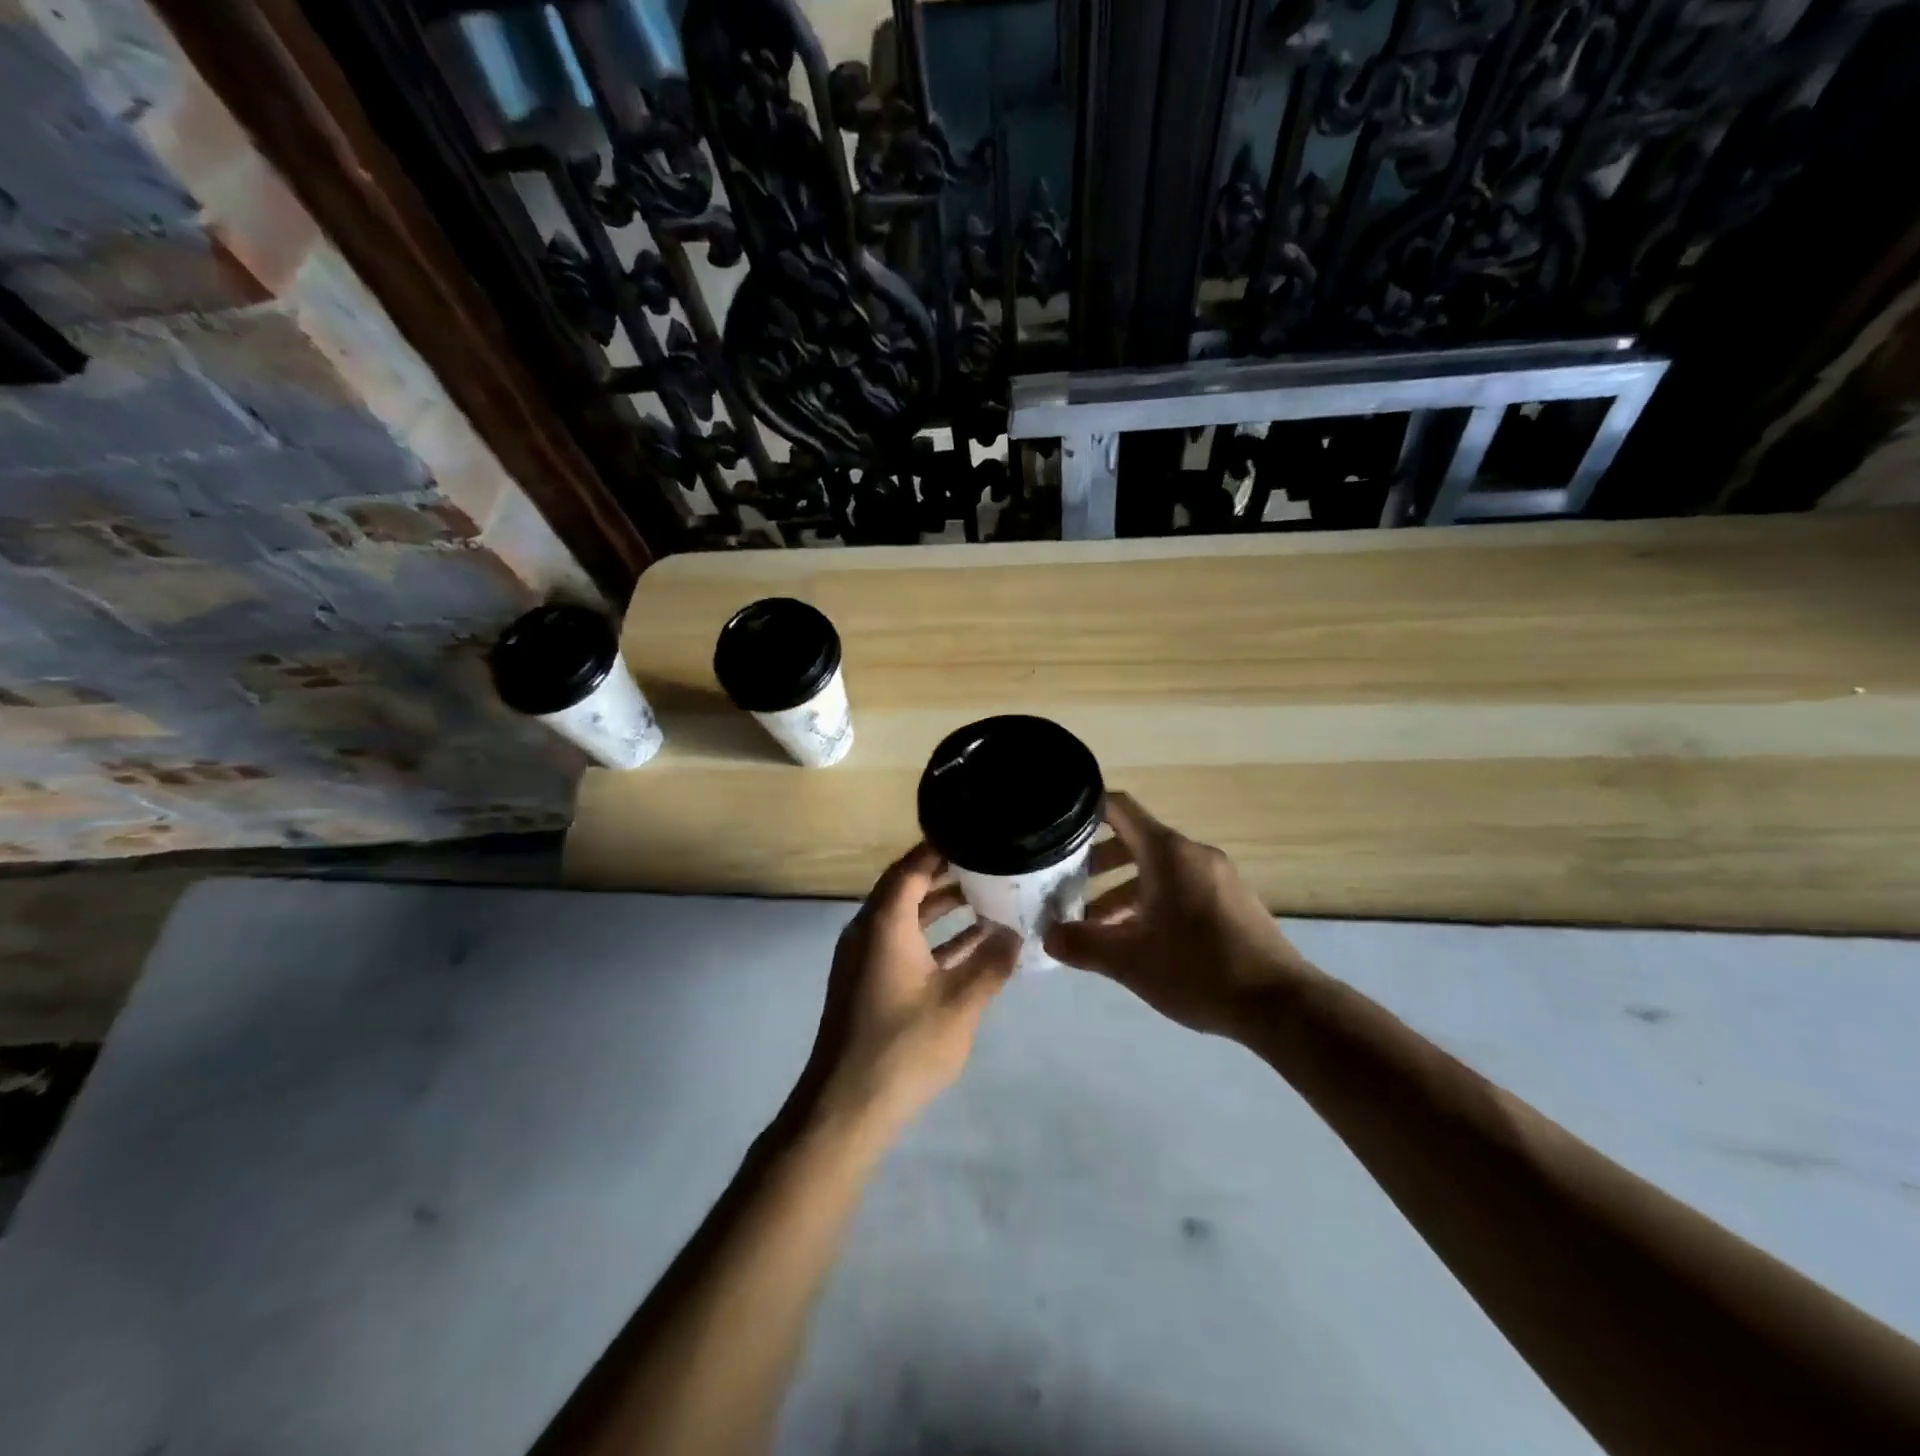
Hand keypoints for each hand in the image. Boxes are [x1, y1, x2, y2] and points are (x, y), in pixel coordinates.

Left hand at [800, 843, 1019, 1142]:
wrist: (845, 1108)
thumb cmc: (903, 1047)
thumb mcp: (960, 1003)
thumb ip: (991, 963)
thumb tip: (1015, 933)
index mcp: (884, 923)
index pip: (912, 867)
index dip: (940, 847)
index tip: (974, 833)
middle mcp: (869, 931)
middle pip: (907, 888)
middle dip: (947, 874)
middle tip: (989, 861)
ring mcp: (865, 959)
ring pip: (906, 919)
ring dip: (942, 909)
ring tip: (988, 896)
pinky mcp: (868, 984)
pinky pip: (903, 944)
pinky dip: (933, 939)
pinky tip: (971, 946)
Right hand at [1044, 792, 1313, 1037]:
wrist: (1281, 1004)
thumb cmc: (1199, 970)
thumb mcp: (1131, 961)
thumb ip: (1084, 945)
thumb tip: (1048, 937)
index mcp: (1168, 853)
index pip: (1119, 809)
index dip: (1086, 808)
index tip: (1058, 823)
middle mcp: (1193, 854)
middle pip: (1136, 841)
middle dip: (1098, 862)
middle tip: (1067, 884)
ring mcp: (1218, 877)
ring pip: (1159, 869)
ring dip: (1124, 888)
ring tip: (1097, 923)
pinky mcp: (1233, 902)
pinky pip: (1182, 887)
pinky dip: (1153, 900)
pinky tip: (1140, 939)